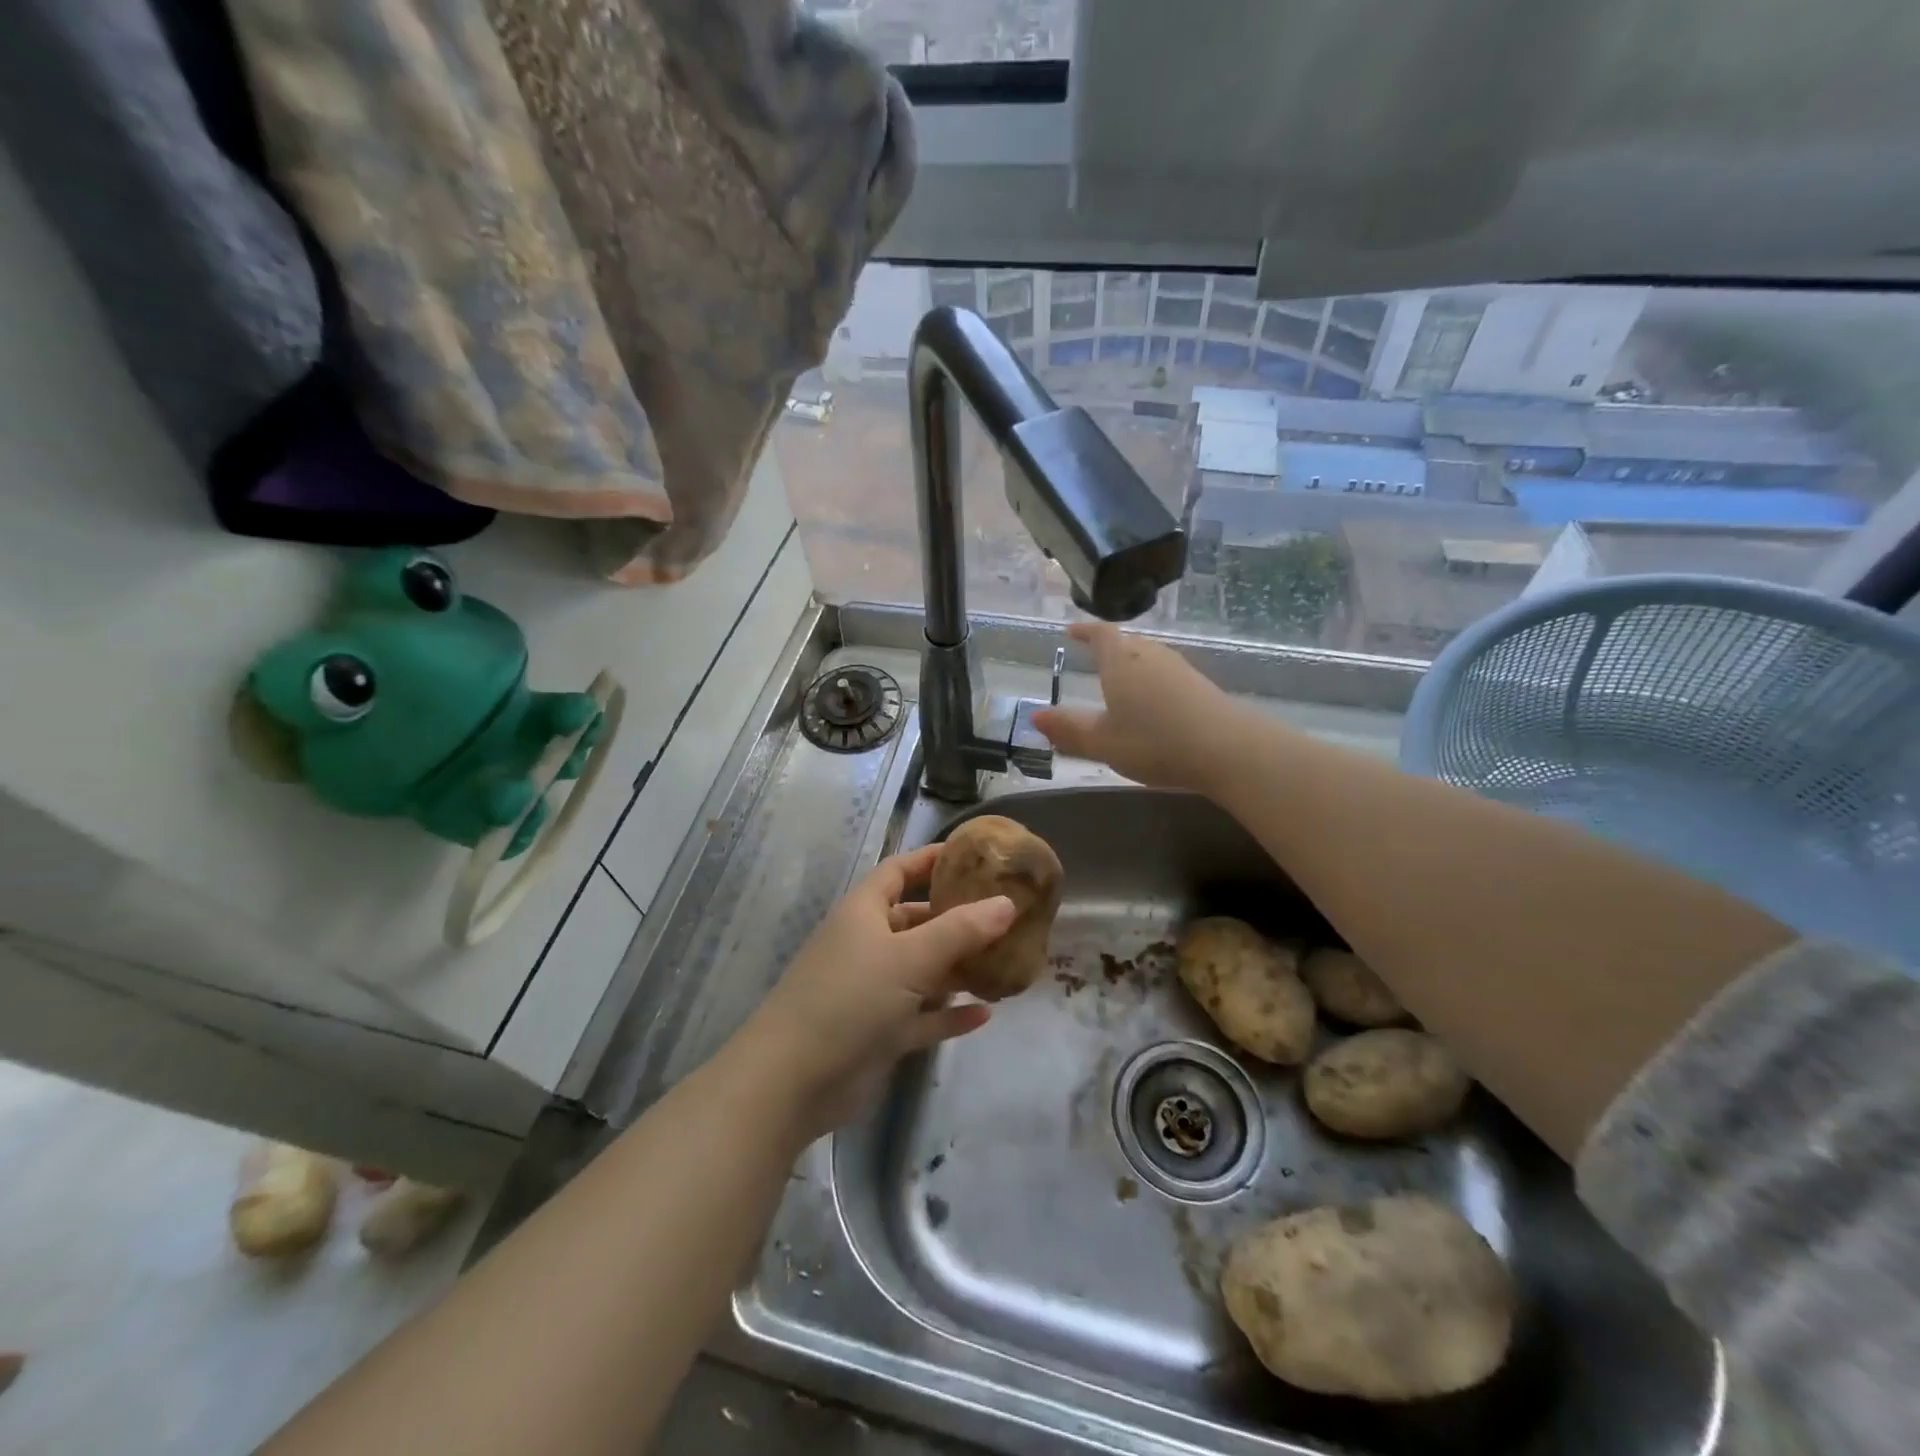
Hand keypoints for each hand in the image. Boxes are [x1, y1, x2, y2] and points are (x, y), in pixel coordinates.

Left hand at [734, 845, 1014, 1139]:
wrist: (793, 1081)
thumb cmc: (850, 999)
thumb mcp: (910, 957)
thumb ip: (960, 930)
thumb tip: (1007, 902)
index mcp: (864, 912)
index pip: (899, 871)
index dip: (931, 859)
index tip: (974, 856)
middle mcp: (867, 944)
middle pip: (916, 921)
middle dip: (956, 918)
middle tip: (1005, 916)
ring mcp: (872, 991)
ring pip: (922, 971)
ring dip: (958, 969)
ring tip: (1005, 963)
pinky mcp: (879, 1033)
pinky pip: (922, 1016)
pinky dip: (949, 1014)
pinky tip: (985, 1014)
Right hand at [1031, 621, 1241, 790]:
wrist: (1228, 749)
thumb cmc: (1155, 742)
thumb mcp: (1103, 742)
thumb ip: (1069, 729)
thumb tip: (1037, 715)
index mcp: (1120, 662)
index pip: (1100, 634)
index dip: (1085, 631)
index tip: (1071, 632)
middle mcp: (1150, 656)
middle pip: (1126, 642)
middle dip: (1108, 648)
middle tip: (1093, 657)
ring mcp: (1179, 668)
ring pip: (1147, 657)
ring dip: (1131, 664)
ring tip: (1119, 681)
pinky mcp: (1200, 685)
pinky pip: (1165, 673)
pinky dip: (1151, 681)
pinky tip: (1152, 703)